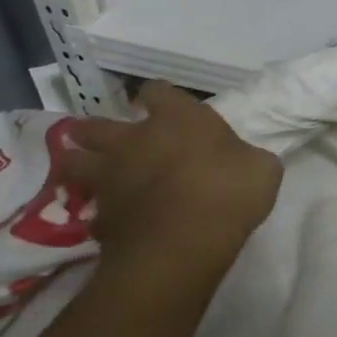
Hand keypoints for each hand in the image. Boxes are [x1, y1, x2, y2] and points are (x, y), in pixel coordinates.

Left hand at [58, 80, 282, 287]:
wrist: (183, 245)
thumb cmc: (229, 193)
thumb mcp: (262, 168)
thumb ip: (246, 156)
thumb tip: (242, 160)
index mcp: (178, 119)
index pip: (158, 91)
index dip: (158, 96)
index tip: (161, 104)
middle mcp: (135, 140)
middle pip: (97, 125)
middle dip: (95, 129)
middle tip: (103, 137)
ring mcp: (110, 178)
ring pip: (74, 162)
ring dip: (78, 163)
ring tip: (86, 171)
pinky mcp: (98, 217)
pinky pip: (91, 210)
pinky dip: (98, 212)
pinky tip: (110, 219)